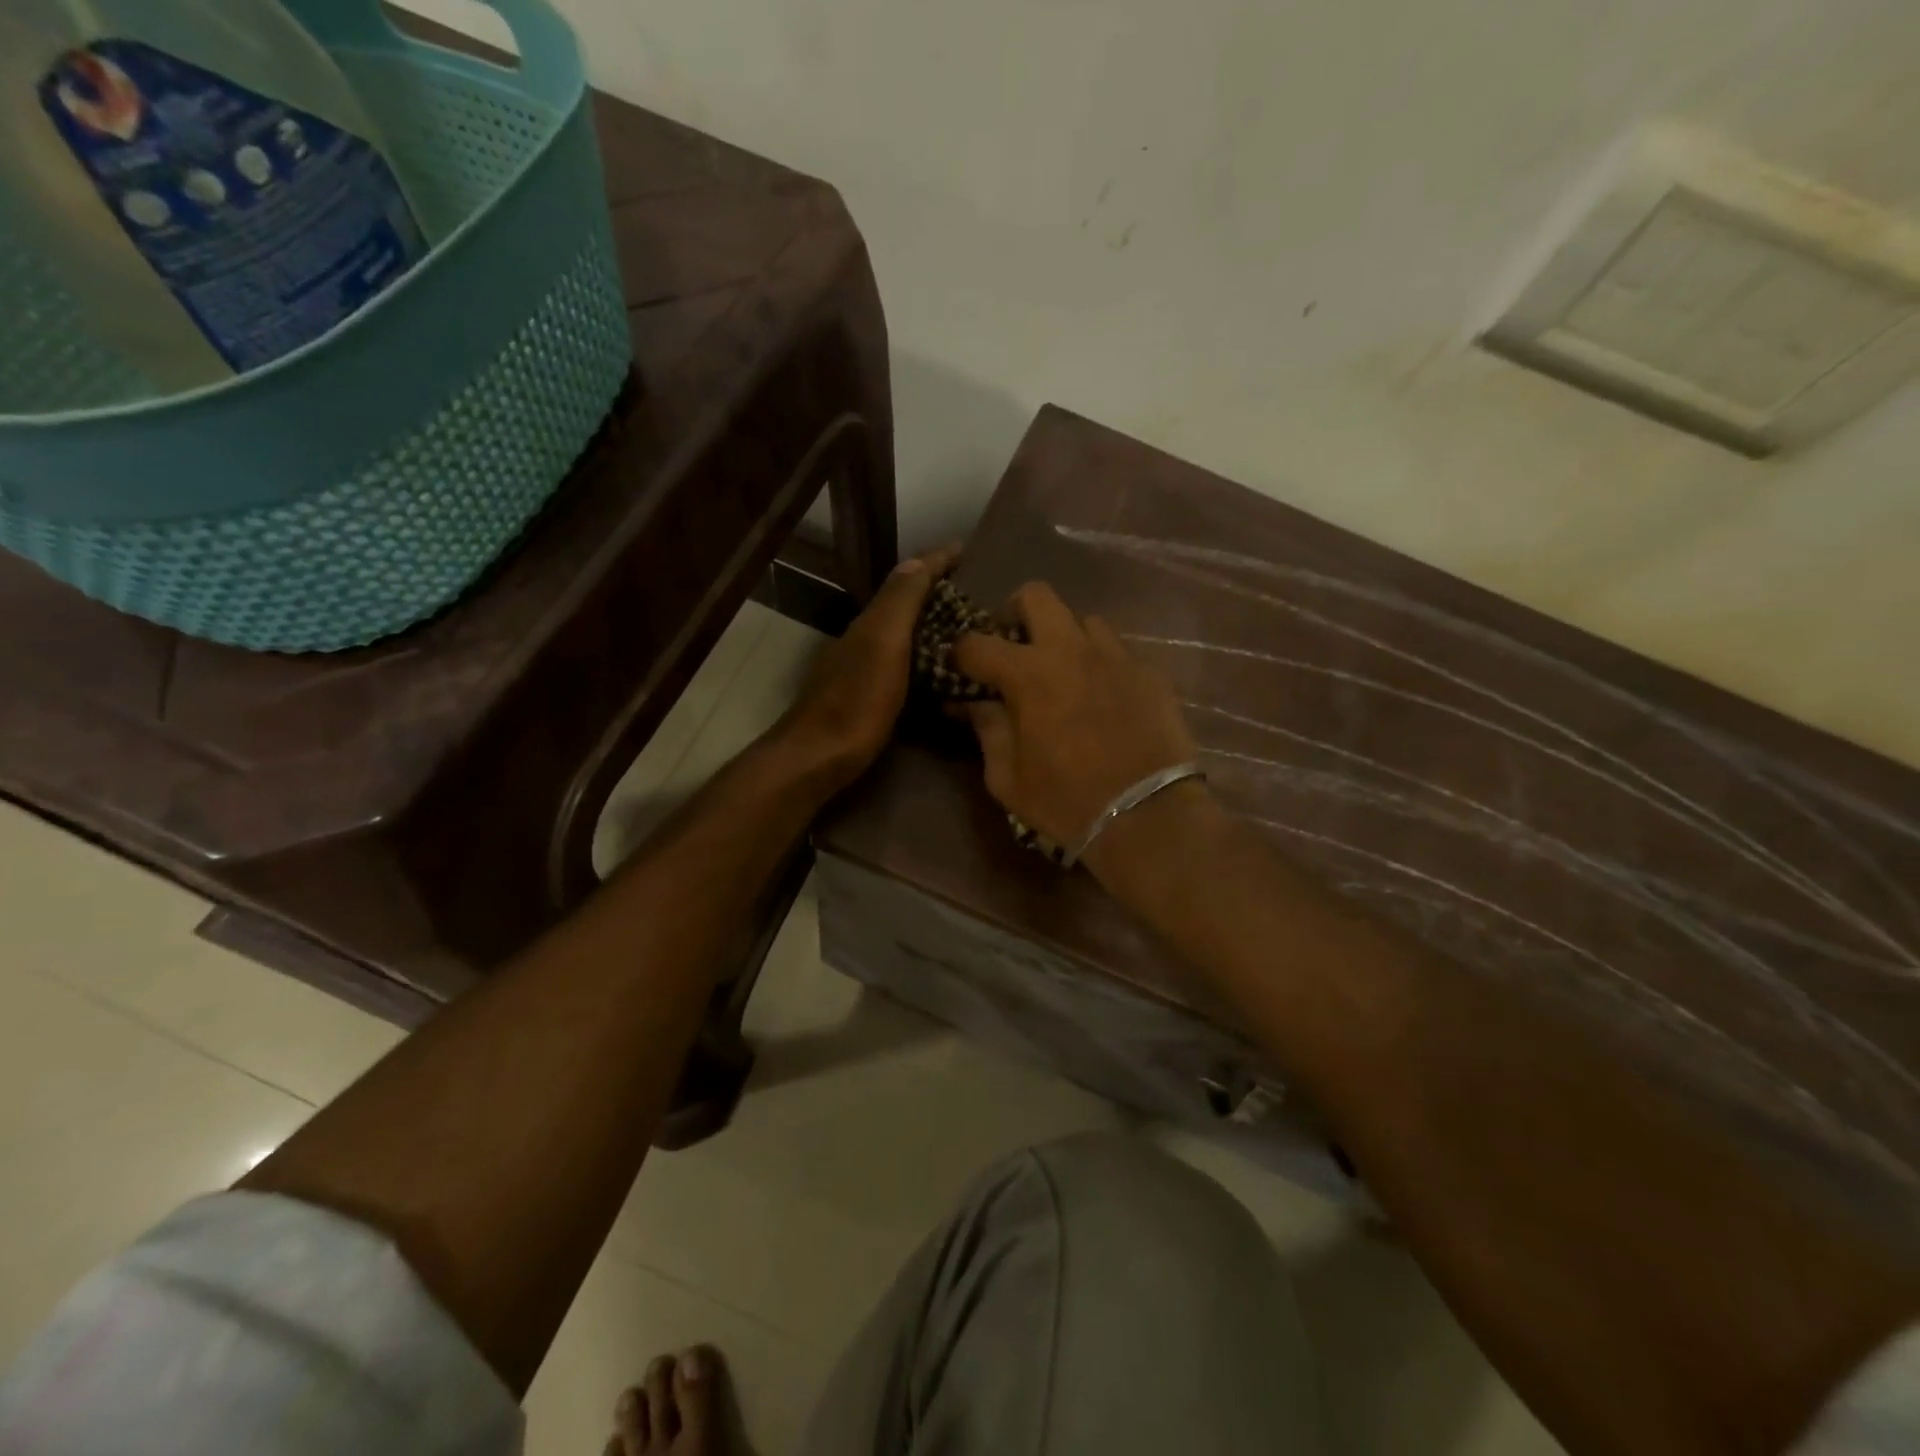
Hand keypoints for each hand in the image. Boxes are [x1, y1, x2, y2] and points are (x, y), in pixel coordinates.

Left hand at [773, 545, 958, 787]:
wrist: (818, 756)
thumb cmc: (857, 700)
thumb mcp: (883, 644)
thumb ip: (899, 602)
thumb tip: (918, 559)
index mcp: (873, 621)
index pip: (907, 579)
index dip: (935, 562)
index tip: (967, 551)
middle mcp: (866, 638)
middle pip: (905, 604)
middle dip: (938, 593)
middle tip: (978, 596)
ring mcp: (864, 668)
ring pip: (904, 634)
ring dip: (933, 625)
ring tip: (969, 631)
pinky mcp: (868, 696)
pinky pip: (904, 663)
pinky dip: (925, 657)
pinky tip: (942, 672)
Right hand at [953, 582, 1199, 852]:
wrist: (1147, 817)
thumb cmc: (1066, 802)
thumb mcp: (1008, 778)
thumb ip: (988, 731)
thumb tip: (974, 704)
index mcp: (1028, 675)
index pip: (977, 643)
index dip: (960, 653)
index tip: (959, 667)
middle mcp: (1071, 650)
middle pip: (1037, 596)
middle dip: (1015, 612)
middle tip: (1013, 645)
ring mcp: (1116, 657)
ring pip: (1083, 619)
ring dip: (1065, 637)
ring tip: (1064, 670)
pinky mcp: (1149, 672)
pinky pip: (1117, 651)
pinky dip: (1100, 663)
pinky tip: (1102, 695)